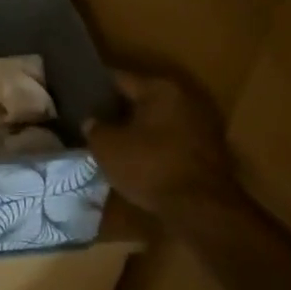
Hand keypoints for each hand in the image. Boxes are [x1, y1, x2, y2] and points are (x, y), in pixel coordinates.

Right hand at [88, 68, 234, 217]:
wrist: (203, 210)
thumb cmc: (150, 167)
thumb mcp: (107, 147)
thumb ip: (94, 128)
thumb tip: (92, 121)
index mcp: (160, 88)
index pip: (119, 78)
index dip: (95, 87)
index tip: (79, 95)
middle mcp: (186, 98)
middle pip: (142, 98)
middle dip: (119, 110)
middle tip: (95, 121)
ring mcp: (202, 125)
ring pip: (159, 121)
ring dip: (139, 129)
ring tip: (114, 142)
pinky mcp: (211, 152)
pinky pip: (173, 140)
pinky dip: (156, 146)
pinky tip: (139, 159)